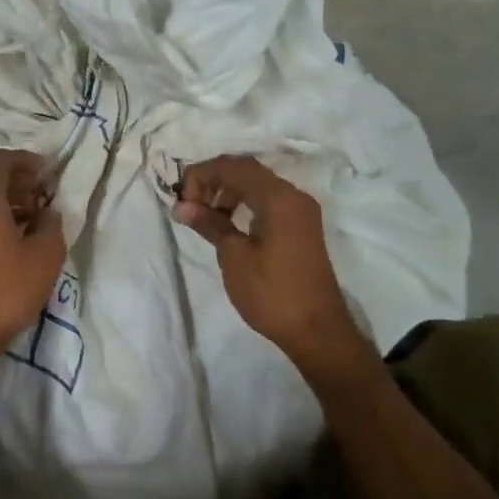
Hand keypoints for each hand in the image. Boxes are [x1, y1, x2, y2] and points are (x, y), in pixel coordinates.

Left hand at [0, 150, 66, 371]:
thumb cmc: (9, 286)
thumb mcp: (46, 253)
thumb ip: (51, 222)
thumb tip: (48, 212)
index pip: (2, 159)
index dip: (27, 160)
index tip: (48, 171)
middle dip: (15, 177)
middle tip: (41, 190)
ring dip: (3, 195)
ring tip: (32, 212)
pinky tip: (14, 232)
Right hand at [174, 155, 369, 375]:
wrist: (317, 331)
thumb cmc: (272, 293)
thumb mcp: (234, 257)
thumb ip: (210, 224)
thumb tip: (181, 206)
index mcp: (278, 198)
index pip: (233, 167)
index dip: (202, 175)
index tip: (182, 200)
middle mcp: (293, 195)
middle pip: (246, 170)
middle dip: (214, 180)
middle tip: (191, 205)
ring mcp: (300, 210)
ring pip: (258, 183)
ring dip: (228, 191)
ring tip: (207, 216)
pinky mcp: (301, 225)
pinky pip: (269, 199)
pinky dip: (245, 202)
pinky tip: (229, 223)